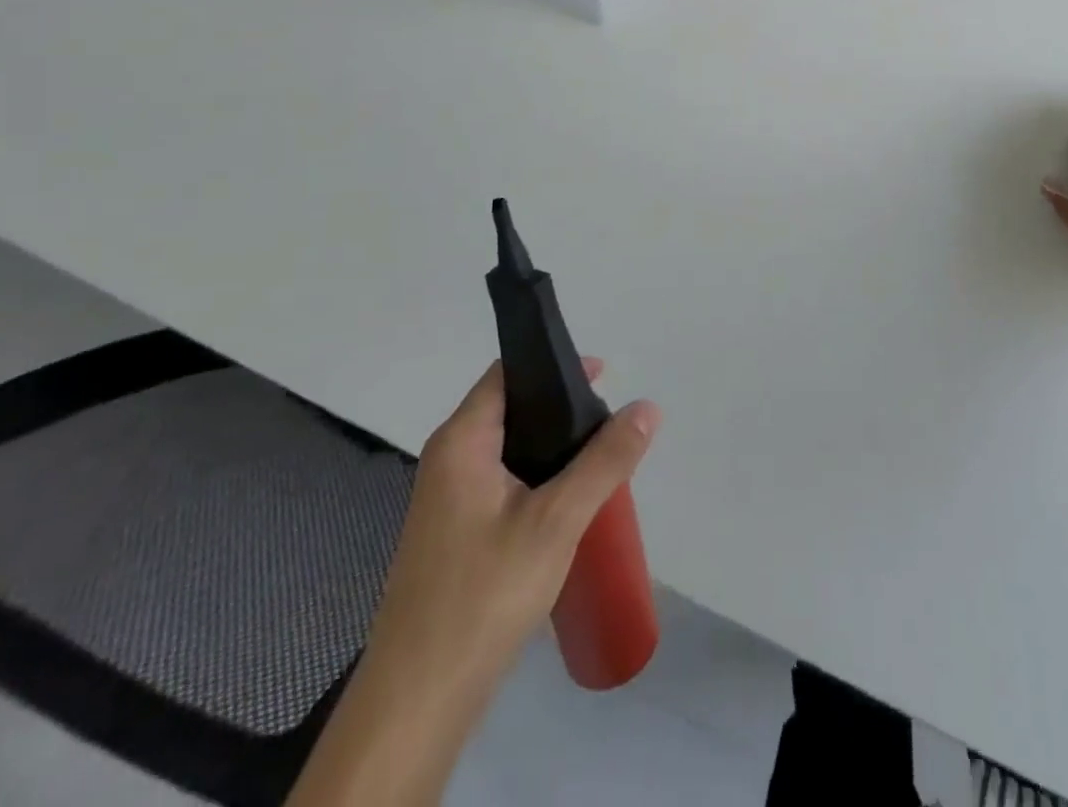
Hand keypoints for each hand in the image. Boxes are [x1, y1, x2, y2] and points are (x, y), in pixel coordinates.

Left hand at [363, 360, 660, 700]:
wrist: (419, 700)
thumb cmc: (484, 593)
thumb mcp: (558, 520)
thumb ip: (606, 460)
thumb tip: (648, 407)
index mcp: (461, 442)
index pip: (507, 375)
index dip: (555, 366)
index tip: (604, 375)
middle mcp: (448, 461)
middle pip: (511, 409)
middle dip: (563, 408)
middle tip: (611, 420)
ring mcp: (448, 501)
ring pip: (510, 450)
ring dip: (554, 447)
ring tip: (601, 456)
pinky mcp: (455, 535)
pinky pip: (504, 482)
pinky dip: (540, 477)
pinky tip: (570, 501)